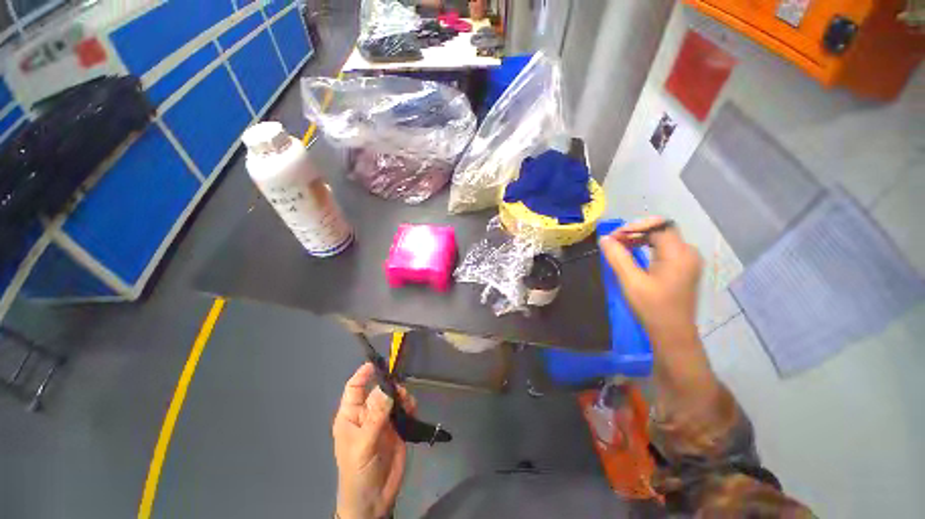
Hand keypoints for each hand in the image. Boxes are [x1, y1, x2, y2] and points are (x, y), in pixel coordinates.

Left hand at [333, 363, 415, 518]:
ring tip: (408, 405)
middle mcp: (367, 414)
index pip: (355, 388)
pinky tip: (412, 411)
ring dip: (402, 396)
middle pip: (379, 390)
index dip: (363, 374)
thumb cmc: (358, 473)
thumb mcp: (364, 444)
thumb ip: (376, 416)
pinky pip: (404, 408)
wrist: (374, 500)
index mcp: (351, 416)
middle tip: (401, 392)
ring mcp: (383, 420)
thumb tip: (388, 388)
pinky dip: (409, 405)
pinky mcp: (397, 427)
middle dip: (390, 386)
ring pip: (393, 397)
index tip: (377, 363)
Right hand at [598, 217, 702, 345]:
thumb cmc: (652, 307)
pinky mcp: (684, 268)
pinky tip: (633, 254)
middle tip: (614, 241)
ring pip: (662, 238)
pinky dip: (647, 246)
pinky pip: (665, 248)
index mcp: (679, 253)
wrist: (672, 333)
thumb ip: (617, 257)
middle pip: (661, 230)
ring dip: (640, 238)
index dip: (633, 227)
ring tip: (620, 246)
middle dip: (635, 231)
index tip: (613, 237)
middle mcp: (688, 252)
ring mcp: (688, 260)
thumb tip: (604, 239)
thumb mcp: (631, 281)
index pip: (658, 225)